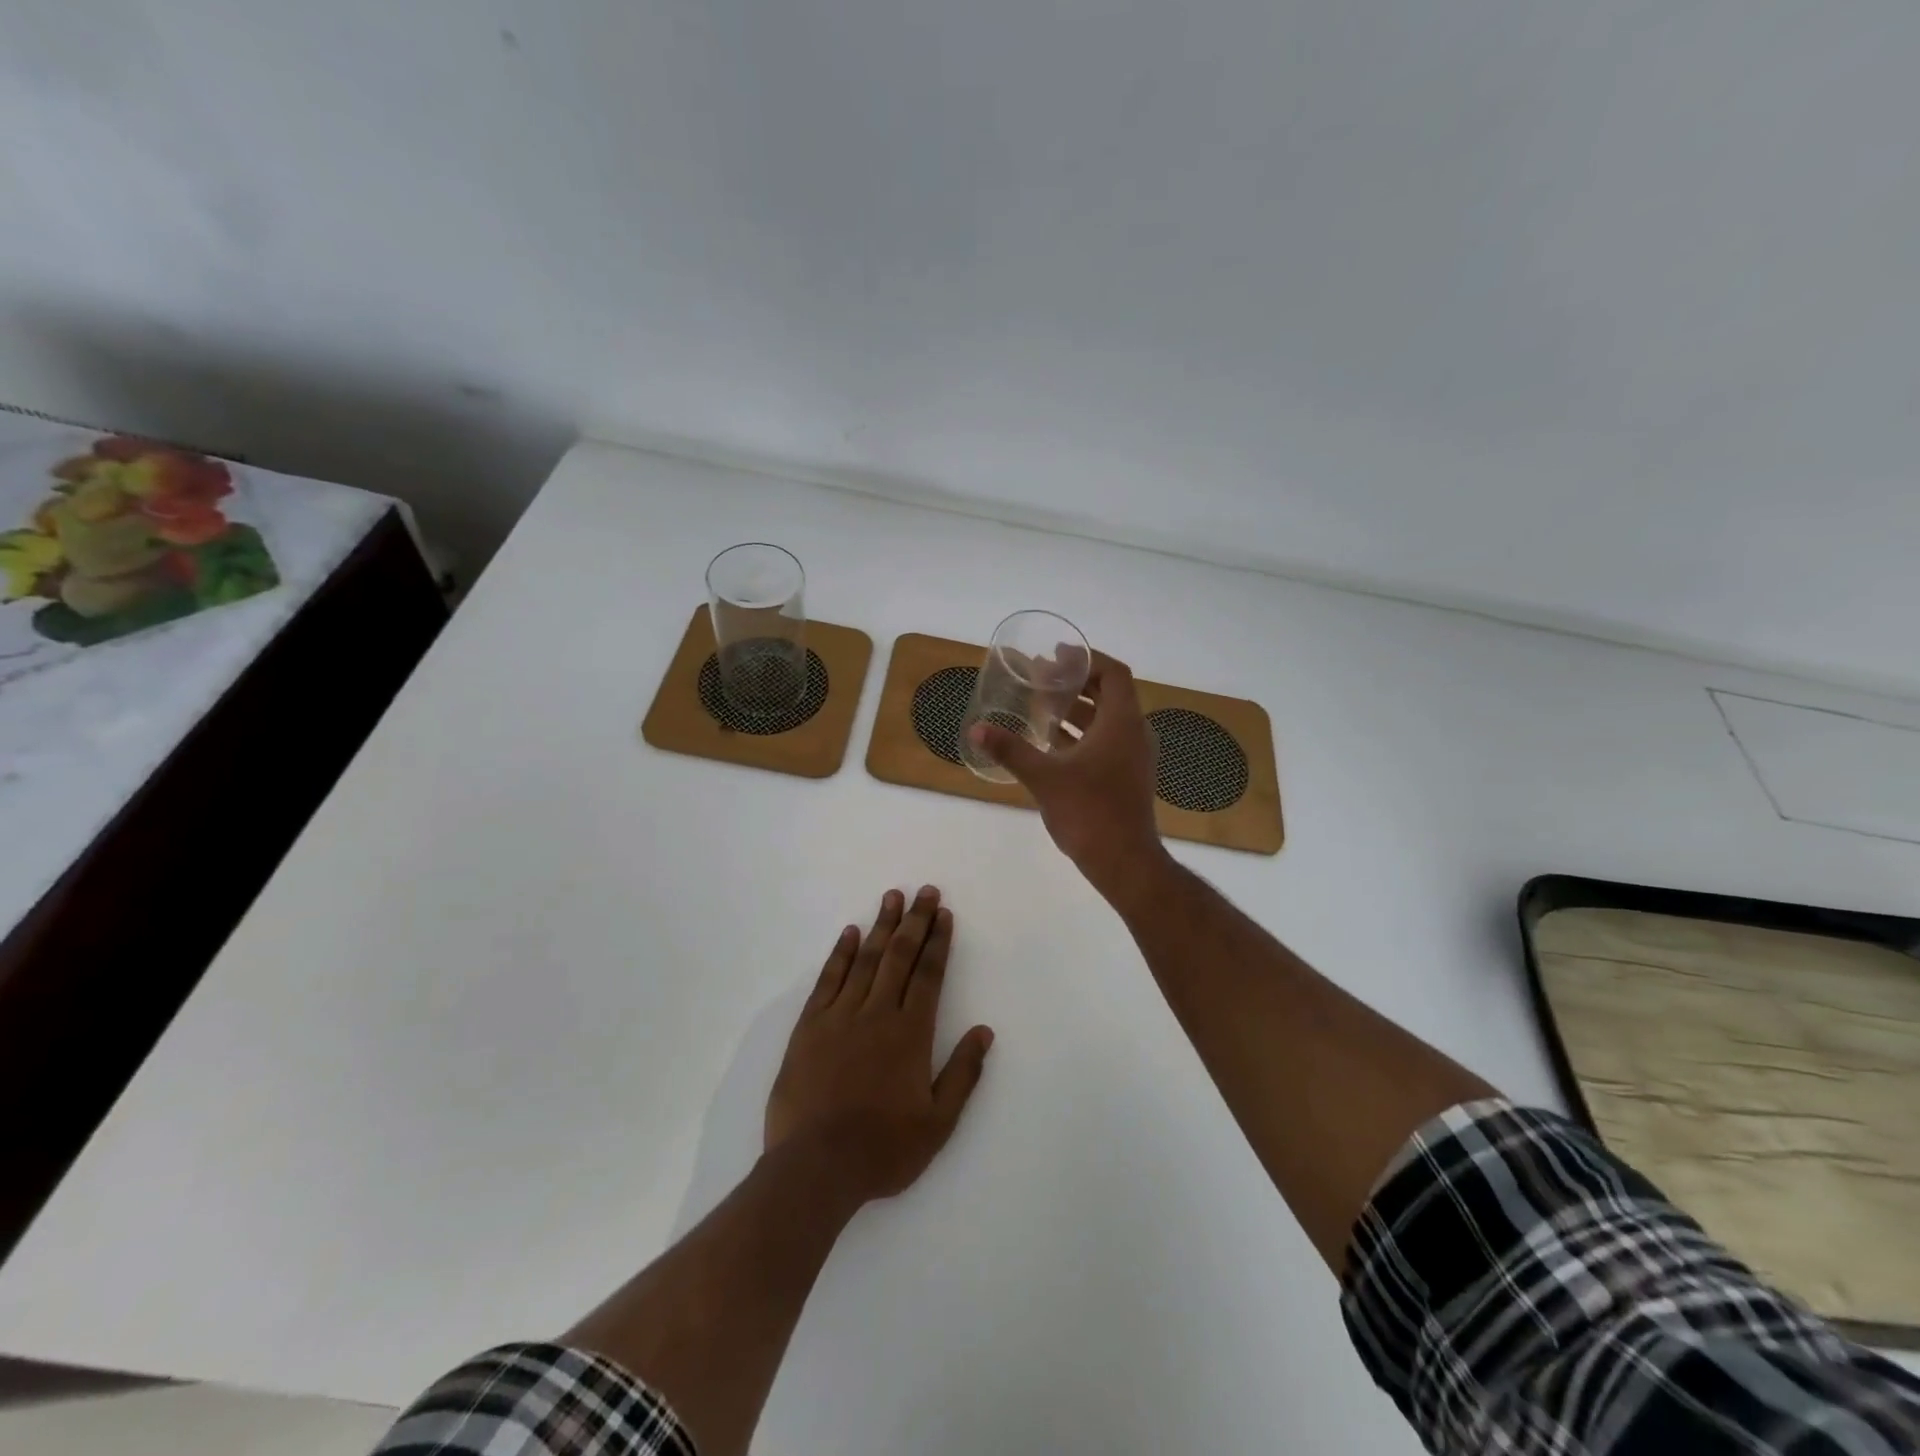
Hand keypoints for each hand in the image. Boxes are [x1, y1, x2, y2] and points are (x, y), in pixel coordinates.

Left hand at [765, 887, 993, 1204]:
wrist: (815, 1168)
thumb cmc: (883, 1149)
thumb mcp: (938, 1123)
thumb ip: (963, 1074)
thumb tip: (984, 1031)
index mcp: (911, 1033)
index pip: (929, 974)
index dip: (938, 942)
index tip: (944, 914)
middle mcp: (877, 1013)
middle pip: (900, 956)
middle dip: (915, 921)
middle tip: (924, 891)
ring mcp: (840, 1016)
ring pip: (865, 959)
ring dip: (881, 926)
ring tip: (892, 897)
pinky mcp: (809, 1026)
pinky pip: (828, 980)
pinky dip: (840, 954)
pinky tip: (850, 933)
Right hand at [968, 651, 1167, 902]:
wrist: (1124, 862)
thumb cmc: (1089, 812)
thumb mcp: (1045, 777)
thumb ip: (1011, 750)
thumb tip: (977, 729)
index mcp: (1122, 723)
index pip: (1113, 673)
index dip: (1086, 659)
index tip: (1055, 656)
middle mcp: (1133, 734)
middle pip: (1108, 694)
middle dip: (1075, 683)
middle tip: (1040, 677)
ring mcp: (1132, 757)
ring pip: (1105, 719)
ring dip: (1076, 709)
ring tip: (1040, 704)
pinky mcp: (1125, 777)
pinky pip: (1104, 741)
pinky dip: (1080, 733)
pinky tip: (1050, 740)